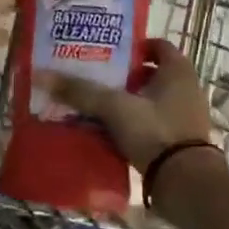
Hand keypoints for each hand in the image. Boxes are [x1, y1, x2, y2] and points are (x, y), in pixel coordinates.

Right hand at [38, 39, 219, 173]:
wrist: (187, 183)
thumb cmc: (155, 131)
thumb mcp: (115, 108)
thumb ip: (82, 92)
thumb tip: (41, 74)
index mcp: (177, 69)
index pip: (155, 45)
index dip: (131, 46)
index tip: (105, 52)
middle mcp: (186, 87)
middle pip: (151, 73)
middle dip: (124, 76)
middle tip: (94, 78)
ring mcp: (185, 115)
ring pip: (151, 100)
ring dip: (128, 102)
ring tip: (96, 106)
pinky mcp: (180, 140)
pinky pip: (153, 123)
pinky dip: (135, 124)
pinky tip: (110, 133)